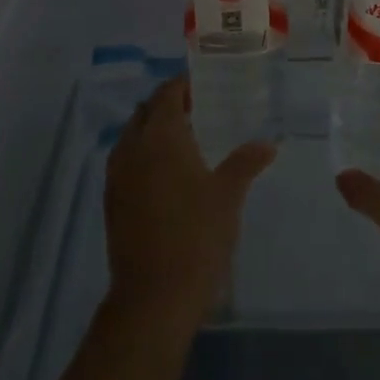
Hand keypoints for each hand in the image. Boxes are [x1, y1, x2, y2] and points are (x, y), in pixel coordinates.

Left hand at [104, 76, 275, 333]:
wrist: (154, 295)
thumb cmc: (197, 236)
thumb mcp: (228, 196)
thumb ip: (245, 162)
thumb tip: (267, 143)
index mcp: (160, 137)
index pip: (166, 94)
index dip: (182, 85)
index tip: (202, 84)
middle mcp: (132, 148)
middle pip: (145, 112)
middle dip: (166, 104)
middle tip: (197, 109)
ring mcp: (116, 175)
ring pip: (131, 136)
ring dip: (152, 129)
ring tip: (183, 139)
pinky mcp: (111, 201)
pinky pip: (124, 161)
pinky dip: (142, 154)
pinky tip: (165, 173)